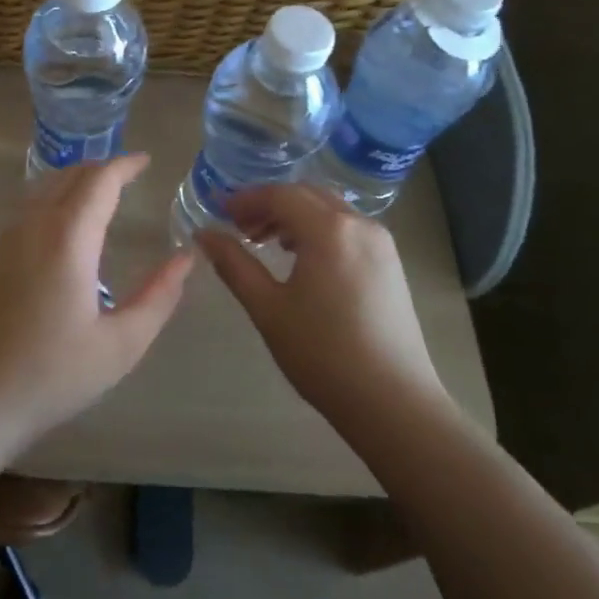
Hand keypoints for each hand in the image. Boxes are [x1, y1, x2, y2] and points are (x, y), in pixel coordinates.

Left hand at [0, 155, 192, 452]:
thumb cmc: (51, 375)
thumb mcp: (121, 345)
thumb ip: (158, 296)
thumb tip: (185, 257)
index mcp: (68, 238)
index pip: (100, 180)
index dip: (125, 164)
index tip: (147, 160)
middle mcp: (34, 226)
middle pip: (70, 176)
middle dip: (102, 168)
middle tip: (130, 175)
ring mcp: (7, 239)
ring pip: (45, 189)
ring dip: (76, 182)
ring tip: (103, 194)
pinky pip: (30, 208)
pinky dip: (56, 199)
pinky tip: (67, 227)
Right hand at [197, 185, 447, 436]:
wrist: (394, 403)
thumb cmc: (323, 354)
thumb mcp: (268, 309)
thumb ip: (234, 264)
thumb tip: (204, 234)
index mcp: (329, 230)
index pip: (280, 195)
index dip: (246, 199)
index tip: (219, 213)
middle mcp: (359, 224)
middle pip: (306, 194)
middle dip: (269, 203)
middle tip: (239, 227)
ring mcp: (380, 242)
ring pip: (328, 208)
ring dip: (294, 215)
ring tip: (265, 242)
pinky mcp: (390, 262)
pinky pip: (347, 226)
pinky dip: (318, 228)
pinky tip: (301, 257)